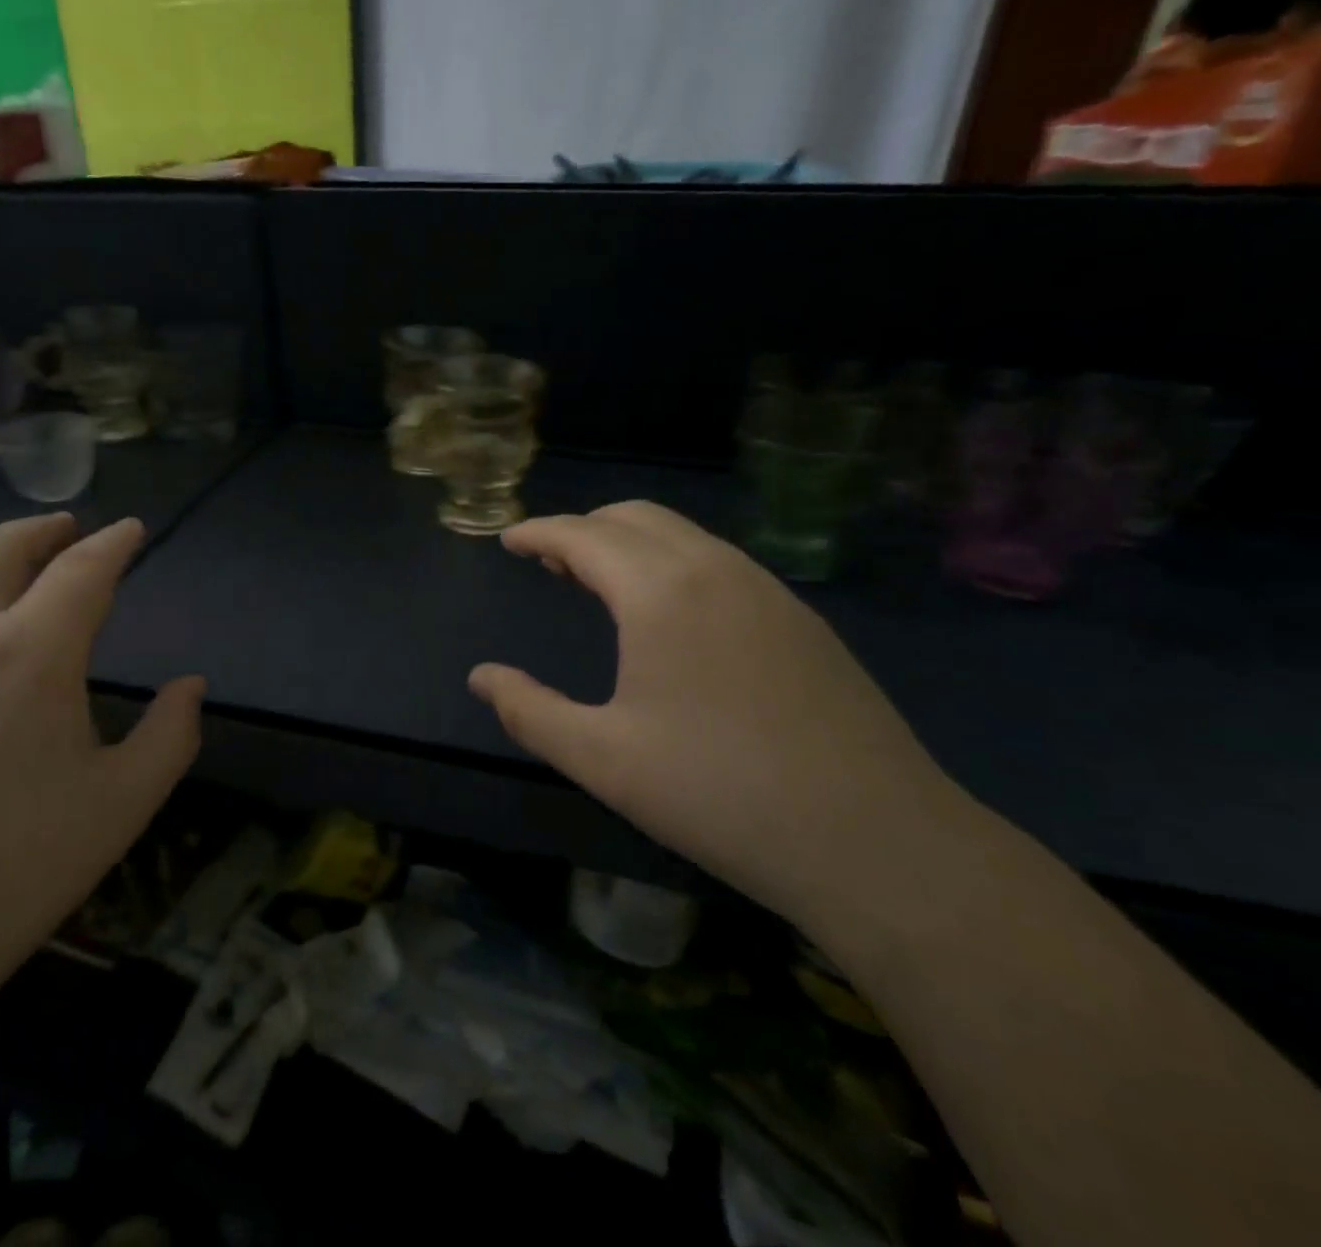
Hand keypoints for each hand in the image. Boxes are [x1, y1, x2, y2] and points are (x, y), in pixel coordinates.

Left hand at [0, 515, 203, 1000]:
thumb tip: (191, 686)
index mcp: (32, 653)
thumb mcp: (121, 805)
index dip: (112, 543)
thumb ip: (171, 735)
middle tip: (69, 528)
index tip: (130, 530)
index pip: (81, 571)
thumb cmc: (10, 872)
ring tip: (11, 556)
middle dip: (42, 530)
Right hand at [468, 501, 965, 923]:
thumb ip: (529, 710)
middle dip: (583, 528)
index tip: (509, 540)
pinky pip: (719, 561)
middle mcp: (715, 569)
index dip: (538, 532)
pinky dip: (674, 562)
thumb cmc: (718, 794)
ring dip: (630, 543)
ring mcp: (767, 589)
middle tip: (549, 561)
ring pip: (683, 534)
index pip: (583, 535)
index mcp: (660, 591)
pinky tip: (672, 614)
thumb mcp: (601, 758)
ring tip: (601, 583)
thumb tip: (481, 677)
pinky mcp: (801, 619)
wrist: (877, 841)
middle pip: (634, 516)